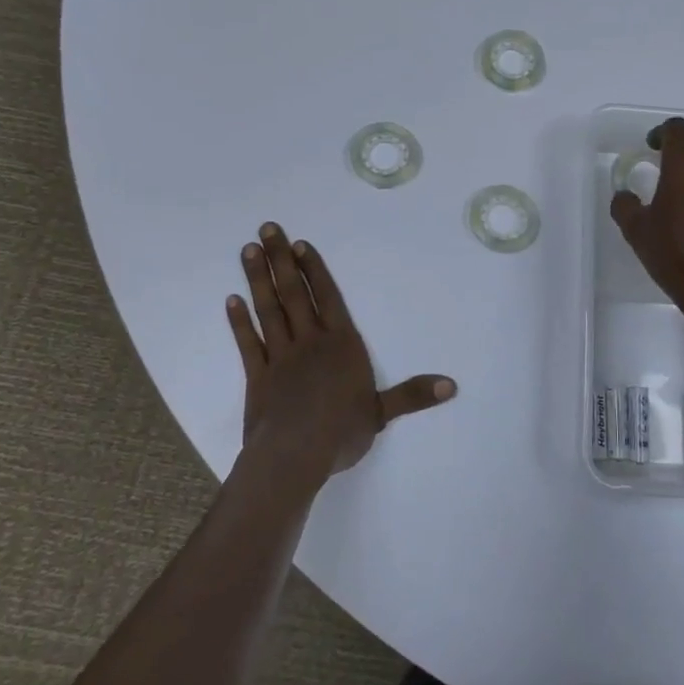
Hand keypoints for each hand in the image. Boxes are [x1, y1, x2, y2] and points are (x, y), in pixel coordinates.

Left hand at [227, 223, 456, 482]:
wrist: (294, 455)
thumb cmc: (341, 431)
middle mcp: (310, 341)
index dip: (314, 269)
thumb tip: (452, 386)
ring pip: (269, 309)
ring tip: (249, 250)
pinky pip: (248, 342)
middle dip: (281, 260)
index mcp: (341, 344)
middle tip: (266, 229)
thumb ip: (413, 395)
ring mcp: (280, 356)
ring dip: (259, 279)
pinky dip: (239, 321)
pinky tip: (231, 300)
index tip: (299, 244)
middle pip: (294, 293)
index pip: (328, 297)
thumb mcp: (382, 413)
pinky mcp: (258, 376)